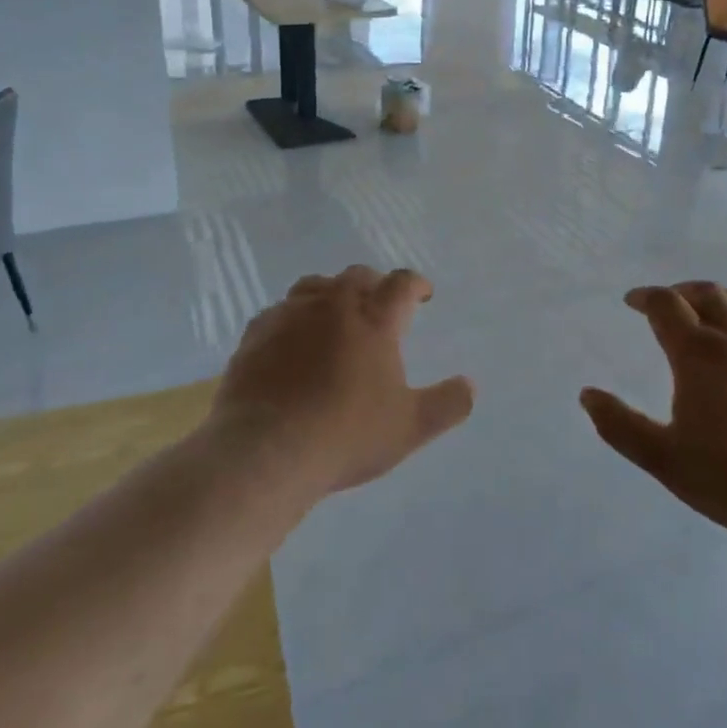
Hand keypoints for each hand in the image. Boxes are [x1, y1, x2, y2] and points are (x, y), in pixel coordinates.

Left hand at [211, 265, 474, 496]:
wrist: (265, 451)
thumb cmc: (346, 435)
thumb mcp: (410, 427)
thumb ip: (448, 404)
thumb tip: (470, 385)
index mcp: (374, 319)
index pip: (401, 284)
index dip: (416, 284)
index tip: (422, 294)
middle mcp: (333, 305)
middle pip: (357, 277)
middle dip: (374, 284)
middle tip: (381, 302)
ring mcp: (290, 316)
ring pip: (315, 286)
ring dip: (331, 294)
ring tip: (335, 314)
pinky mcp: (256, 334)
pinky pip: (279, 312)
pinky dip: (293, 318)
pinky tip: (292, 340)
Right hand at [580, 282, 726, 541]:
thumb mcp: (664, 460)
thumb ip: (620, 426)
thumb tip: (588, 395)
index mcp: (699, 354)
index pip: (665, 305)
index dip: (645, 297)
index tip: (632, 301)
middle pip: (707, 293)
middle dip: (681, 292)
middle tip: (668, 302)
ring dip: (724, 298)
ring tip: (714, 309)